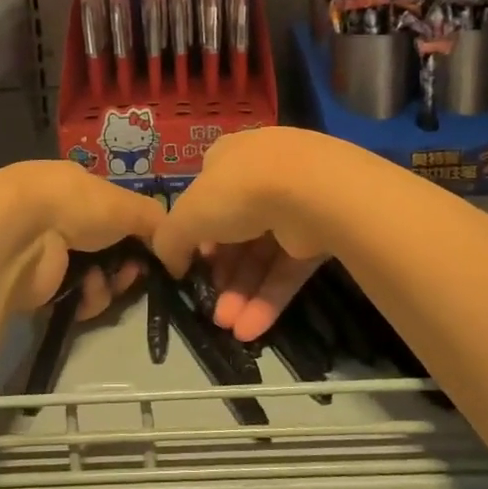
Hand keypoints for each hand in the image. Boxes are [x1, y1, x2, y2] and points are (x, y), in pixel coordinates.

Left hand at [0, 162, 164, 317]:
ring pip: (93, 275)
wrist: (18, 234)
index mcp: (74, 186)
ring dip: (108, 283)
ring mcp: (45, 252)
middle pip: (106, 248)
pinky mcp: (36, 286)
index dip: (136, 231)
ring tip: (106, 283)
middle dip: (126, 263)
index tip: (153, 250)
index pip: (112, 210)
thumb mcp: (126, 203)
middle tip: (134, 273)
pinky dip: (87, 298)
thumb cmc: (74, 204)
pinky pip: (75, 298)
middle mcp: (58, 215)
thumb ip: (155, 220)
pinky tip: (86, 292)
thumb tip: (173, 244)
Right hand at [153, 129, 338, 342]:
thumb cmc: (237, 192)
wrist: (310, 192)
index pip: (207, 197)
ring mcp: (293, 204)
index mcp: (228, 159)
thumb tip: (172, 264)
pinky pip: (287, 268)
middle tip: (211, 306)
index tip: (191, 263)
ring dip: (242, 293)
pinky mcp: (317, 233)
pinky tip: (251, 329)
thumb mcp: (186, 215)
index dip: (196, 232)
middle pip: (234, 232)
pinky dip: (268, 298)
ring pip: (261, 255)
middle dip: (221, 274)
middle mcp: (260, 177)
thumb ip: (170, 240)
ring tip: (228, 326)